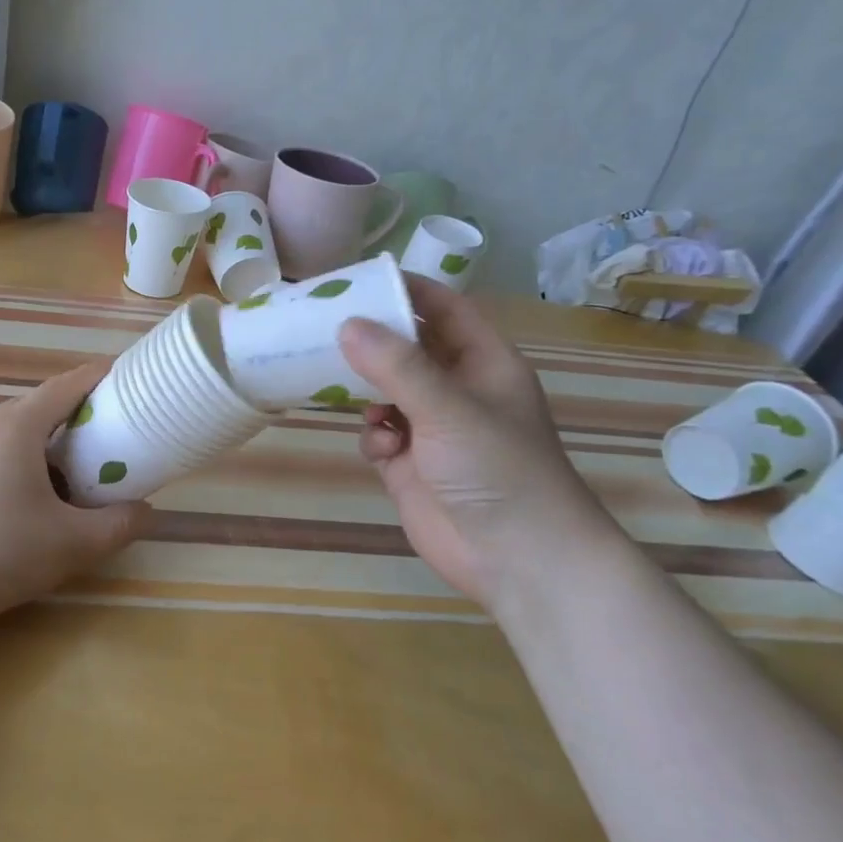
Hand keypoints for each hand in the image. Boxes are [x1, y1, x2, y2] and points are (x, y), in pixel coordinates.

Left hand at [0, 361, 152, 630]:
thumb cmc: (0, 555)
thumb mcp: (73, 545)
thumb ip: (118, 525)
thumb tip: (146, 512)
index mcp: (15, 428)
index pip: (64, 386)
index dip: (96, 377)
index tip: (121, 376)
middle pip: (35, 406)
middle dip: (70, 412)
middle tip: (100, 433)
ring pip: (6, 429)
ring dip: (37, 438)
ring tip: (61, 468)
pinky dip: (8, 456)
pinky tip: (14, 495)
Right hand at [339, 274, 621, 607]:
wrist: (519, 562)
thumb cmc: (499, 469)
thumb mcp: (449, 408)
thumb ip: (397, 365)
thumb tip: (346, 324)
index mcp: (483, 363)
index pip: (444, 309)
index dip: (407, 290)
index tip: (359, 279)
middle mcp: (456, 389)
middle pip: (406, 348)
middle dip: (371, 339)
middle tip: (323, 325)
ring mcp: (432, 427)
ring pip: (384, 389)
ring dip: (365, 391)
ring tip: (339, 385)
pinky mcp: (410, 463)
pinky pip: (378, 433)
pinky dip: (373, 436)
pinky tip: (382, 450)